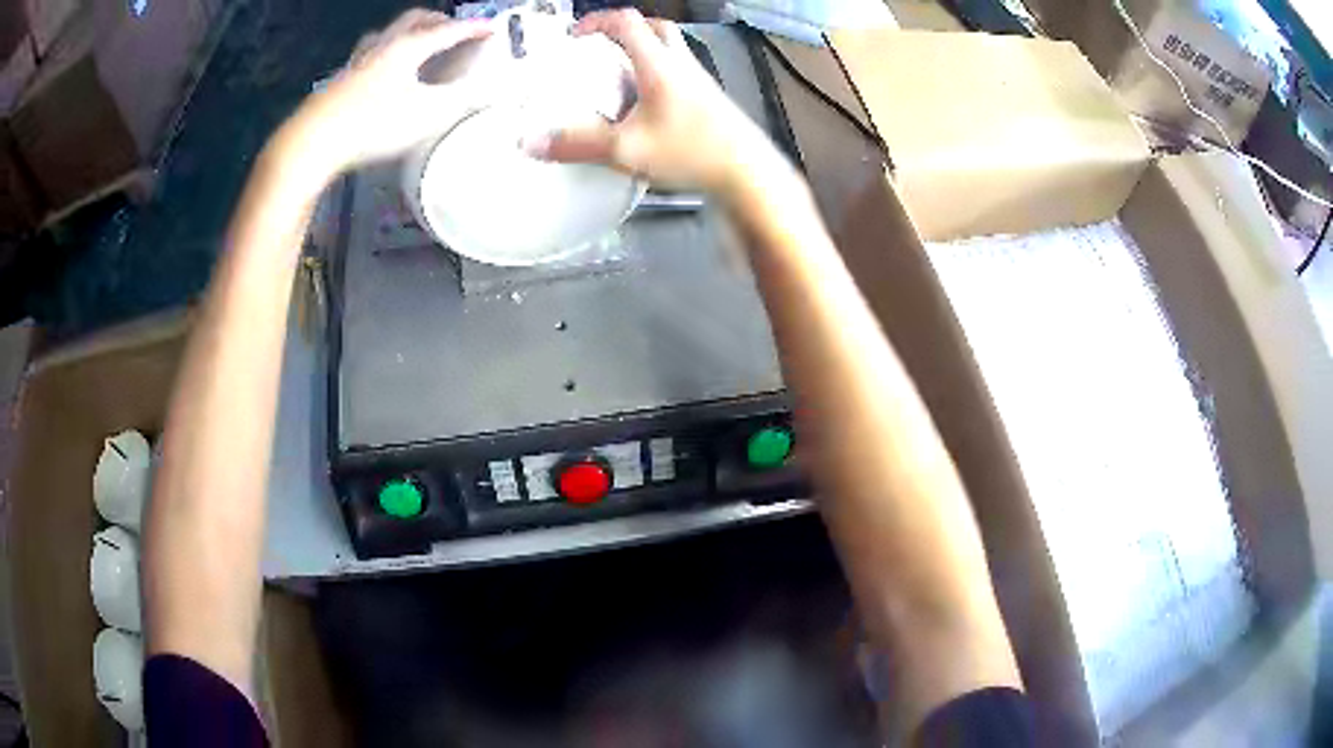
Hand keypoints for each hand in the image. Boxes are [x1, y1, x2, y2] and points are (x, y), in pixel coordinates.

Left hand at [295, 10, 492, 172]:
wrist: (312, 141)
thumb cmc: (372, 125)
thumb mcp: (425, 115)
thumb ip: (457, 98)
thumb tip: (481, 87)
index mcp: (408, 47)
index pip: (448, 31)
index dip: (473, 29)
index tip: (493, 28)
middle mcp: (383, 45)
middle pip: (415, 19)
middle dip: (440, 21)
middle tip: (455, 31)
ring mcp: (358, 60)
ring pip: (389, 32)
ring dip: (410, 31)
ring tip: (419, 43)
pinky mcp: (340, 79)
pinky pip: (370, 52)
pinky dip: (387, 51)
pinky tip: (382, 69)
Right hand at [530, 10, 787, 194]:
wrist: (747, 173)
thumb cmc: (690, 151)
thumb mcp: (626, 149)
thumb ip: (577, 144)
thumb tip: (529, 142)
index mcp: (659, 64)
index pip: (626, 22)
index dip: (596, 21)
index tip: (574, 35)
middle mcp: (682, 64)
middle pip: (655, 28)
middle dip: (623, 31)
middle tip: (600, 49)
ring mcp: (701, 80)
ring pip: (671, 49)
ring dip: (644, 51)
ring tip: (619, 75)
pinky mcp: (711, 99)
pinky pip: (680, 72)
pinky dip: (659, 73)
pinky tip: (647, 104)